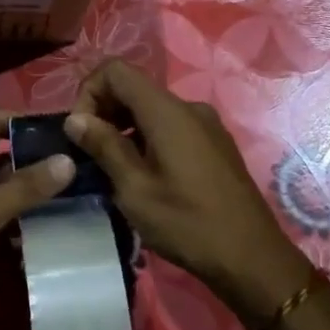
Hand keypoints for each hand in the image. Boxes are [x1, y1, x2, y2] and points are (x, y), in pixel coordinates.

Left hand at [0, 110, 72, 329]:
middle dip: (39, 158)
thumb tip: (67, 159)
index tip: (62, 125)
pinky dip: (30, 223)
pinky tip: (61, 229)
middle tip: (86, 163)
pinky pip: (8, 223)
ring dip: (39, 193)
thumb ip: (23, 188)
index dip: (22, 118)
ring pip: (9, 192)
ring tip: (85, 194)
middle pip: (5, 157)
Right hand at [66, 59, 308, 329]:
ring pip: (152, 109)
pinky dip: (147, 138)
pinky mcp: (215, 145)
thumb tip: (75, 119)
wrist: (254, 260)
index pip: (116, 70)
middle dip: (104, 111)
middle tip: (90, 153)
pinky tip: (144, 176)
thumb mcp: (135, 189)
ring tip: (112, 169)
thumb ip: (104, 146)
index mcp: (167, 111)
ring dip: (124, 128)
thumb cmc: (188, 224)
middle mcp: (188, 107)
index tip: (80, 131)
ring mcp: (206, 125)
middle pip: (134, 88)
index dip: (89, 91)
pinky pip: (171, 126)